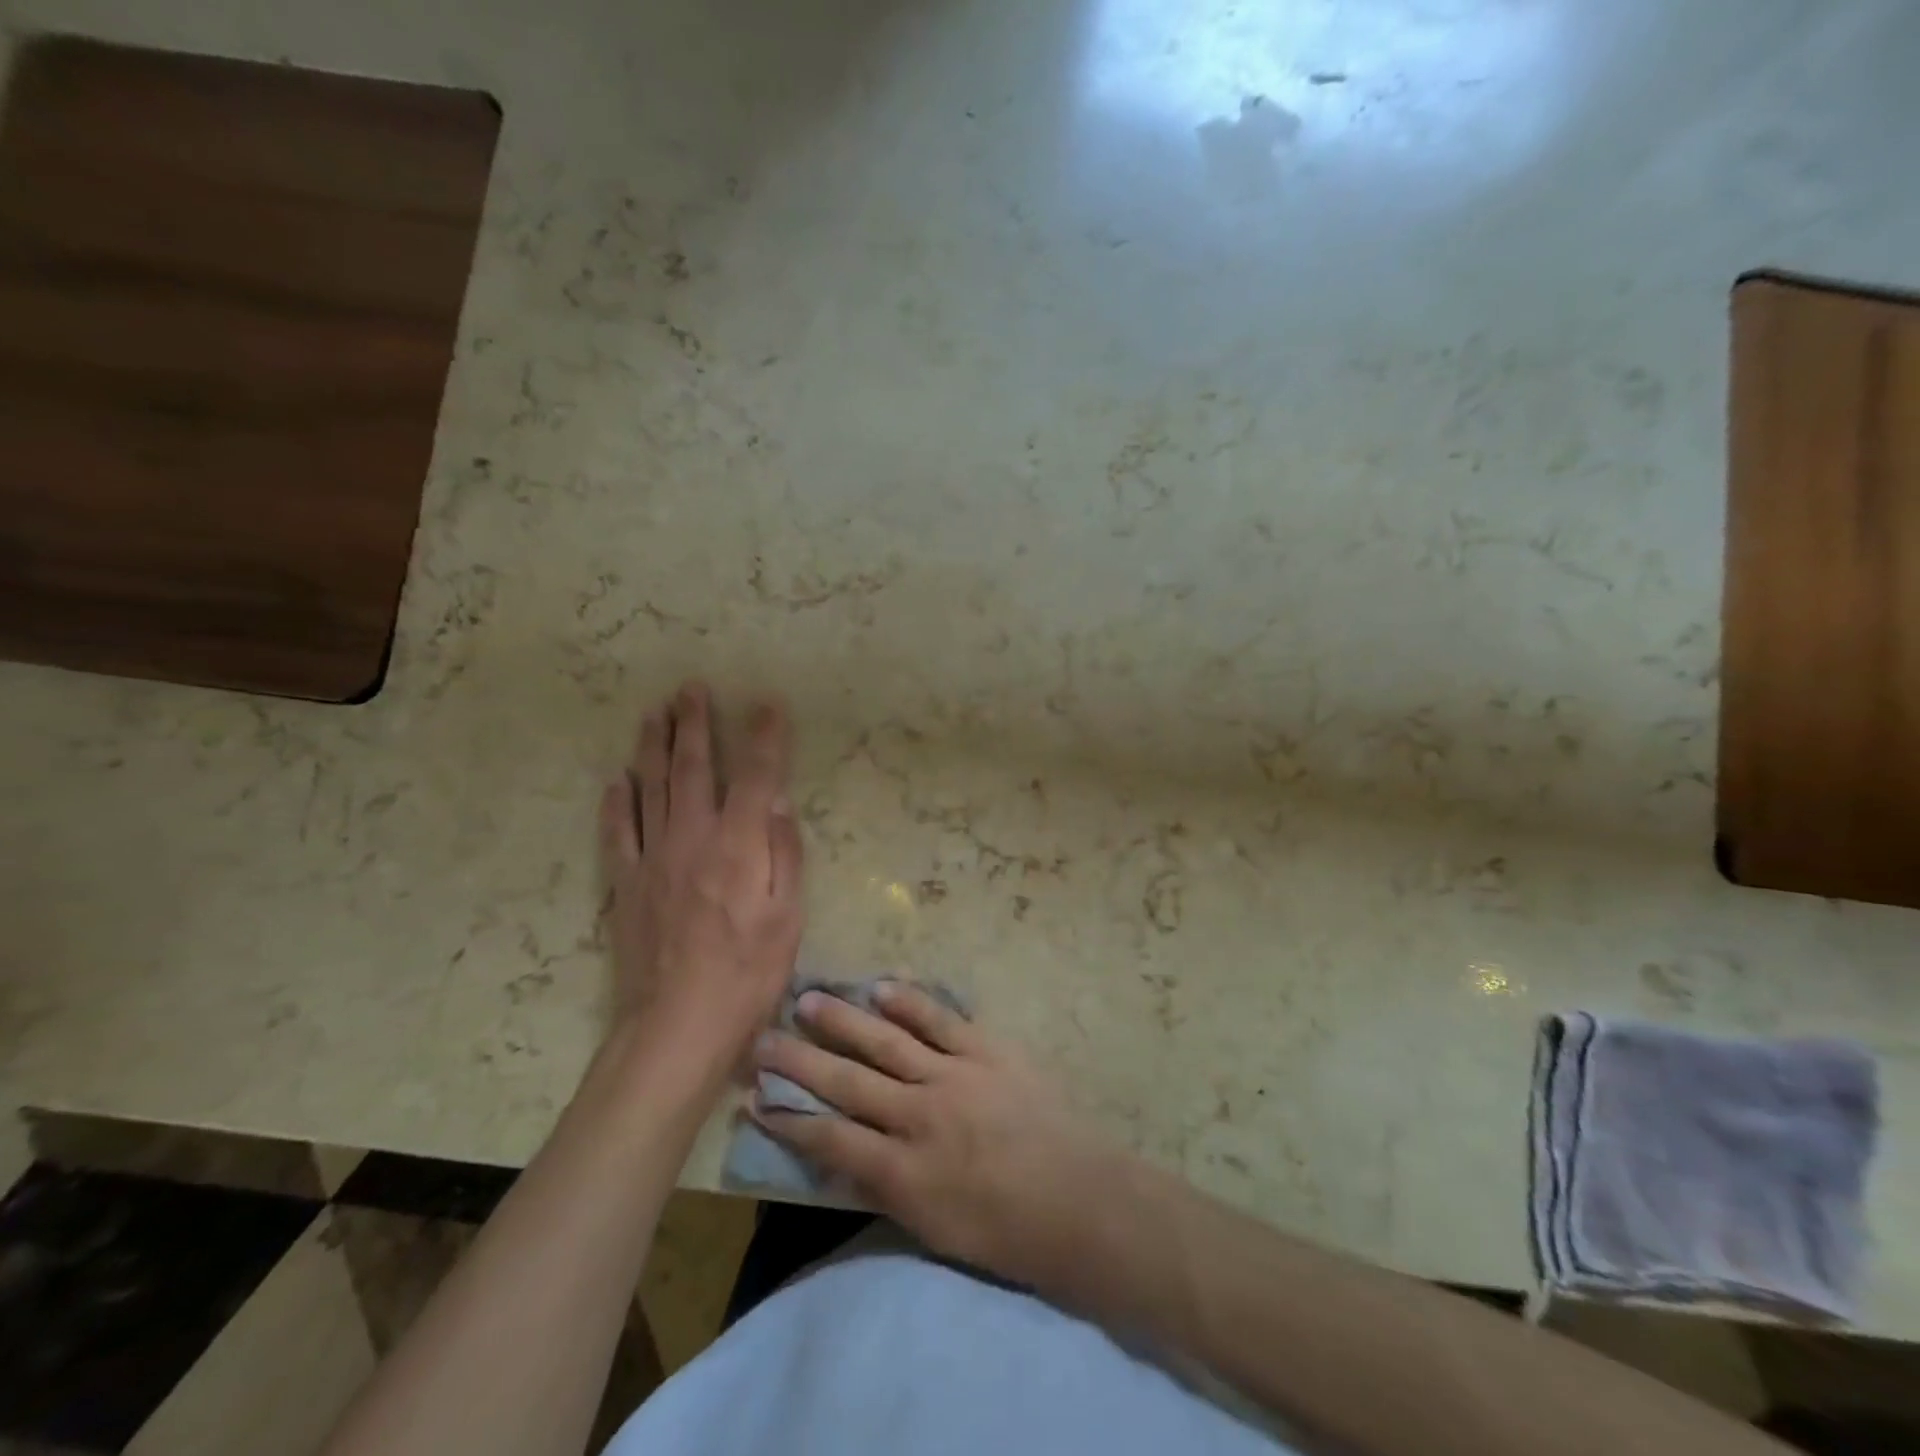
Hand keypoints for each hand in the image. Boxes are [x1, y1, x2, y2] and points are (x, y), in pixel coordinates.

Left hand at [599, 682, 803, 1085]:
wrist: (677, 1025)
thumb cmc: (748, 974)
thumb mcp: (788, 917)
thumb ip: (785, 854)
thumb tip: (779, 802)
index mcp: (739, 845)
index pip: (756, 775)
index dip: (764, 736)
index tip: (768, 703)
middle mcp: (693, 838)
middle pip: (692, 768)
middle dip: (694, 724)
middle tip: (691, 688)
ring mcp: (653, 857)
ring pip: (650, 788)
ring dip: (652, 746)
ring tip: (654, 713)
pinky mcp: (625, 883)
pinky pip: (617, 832)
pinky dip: (616, 802)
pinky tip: (616, 780)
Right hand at [751, 984, 1121, 1288]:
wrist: (1079, 1202)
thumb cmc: (1006, 1233)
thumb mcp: (933, 1229)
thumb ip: (886, 1187)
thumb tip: (844, 1155)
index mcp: (903, 1172)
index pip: (829, 1139)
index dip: (788, 1119)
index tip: (753, 1098)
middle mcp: (919, 1117)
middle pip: (847, 1082)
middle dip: (799, 1062)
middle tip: (762, 1039)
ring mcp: (954, 1076)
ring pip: (885, 1042)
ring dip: (843, 1020)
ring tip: (808, 997)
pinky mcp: (987, 1050)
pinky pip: (941, 1020)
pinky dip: (910, 1001)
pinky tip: (881, 985)